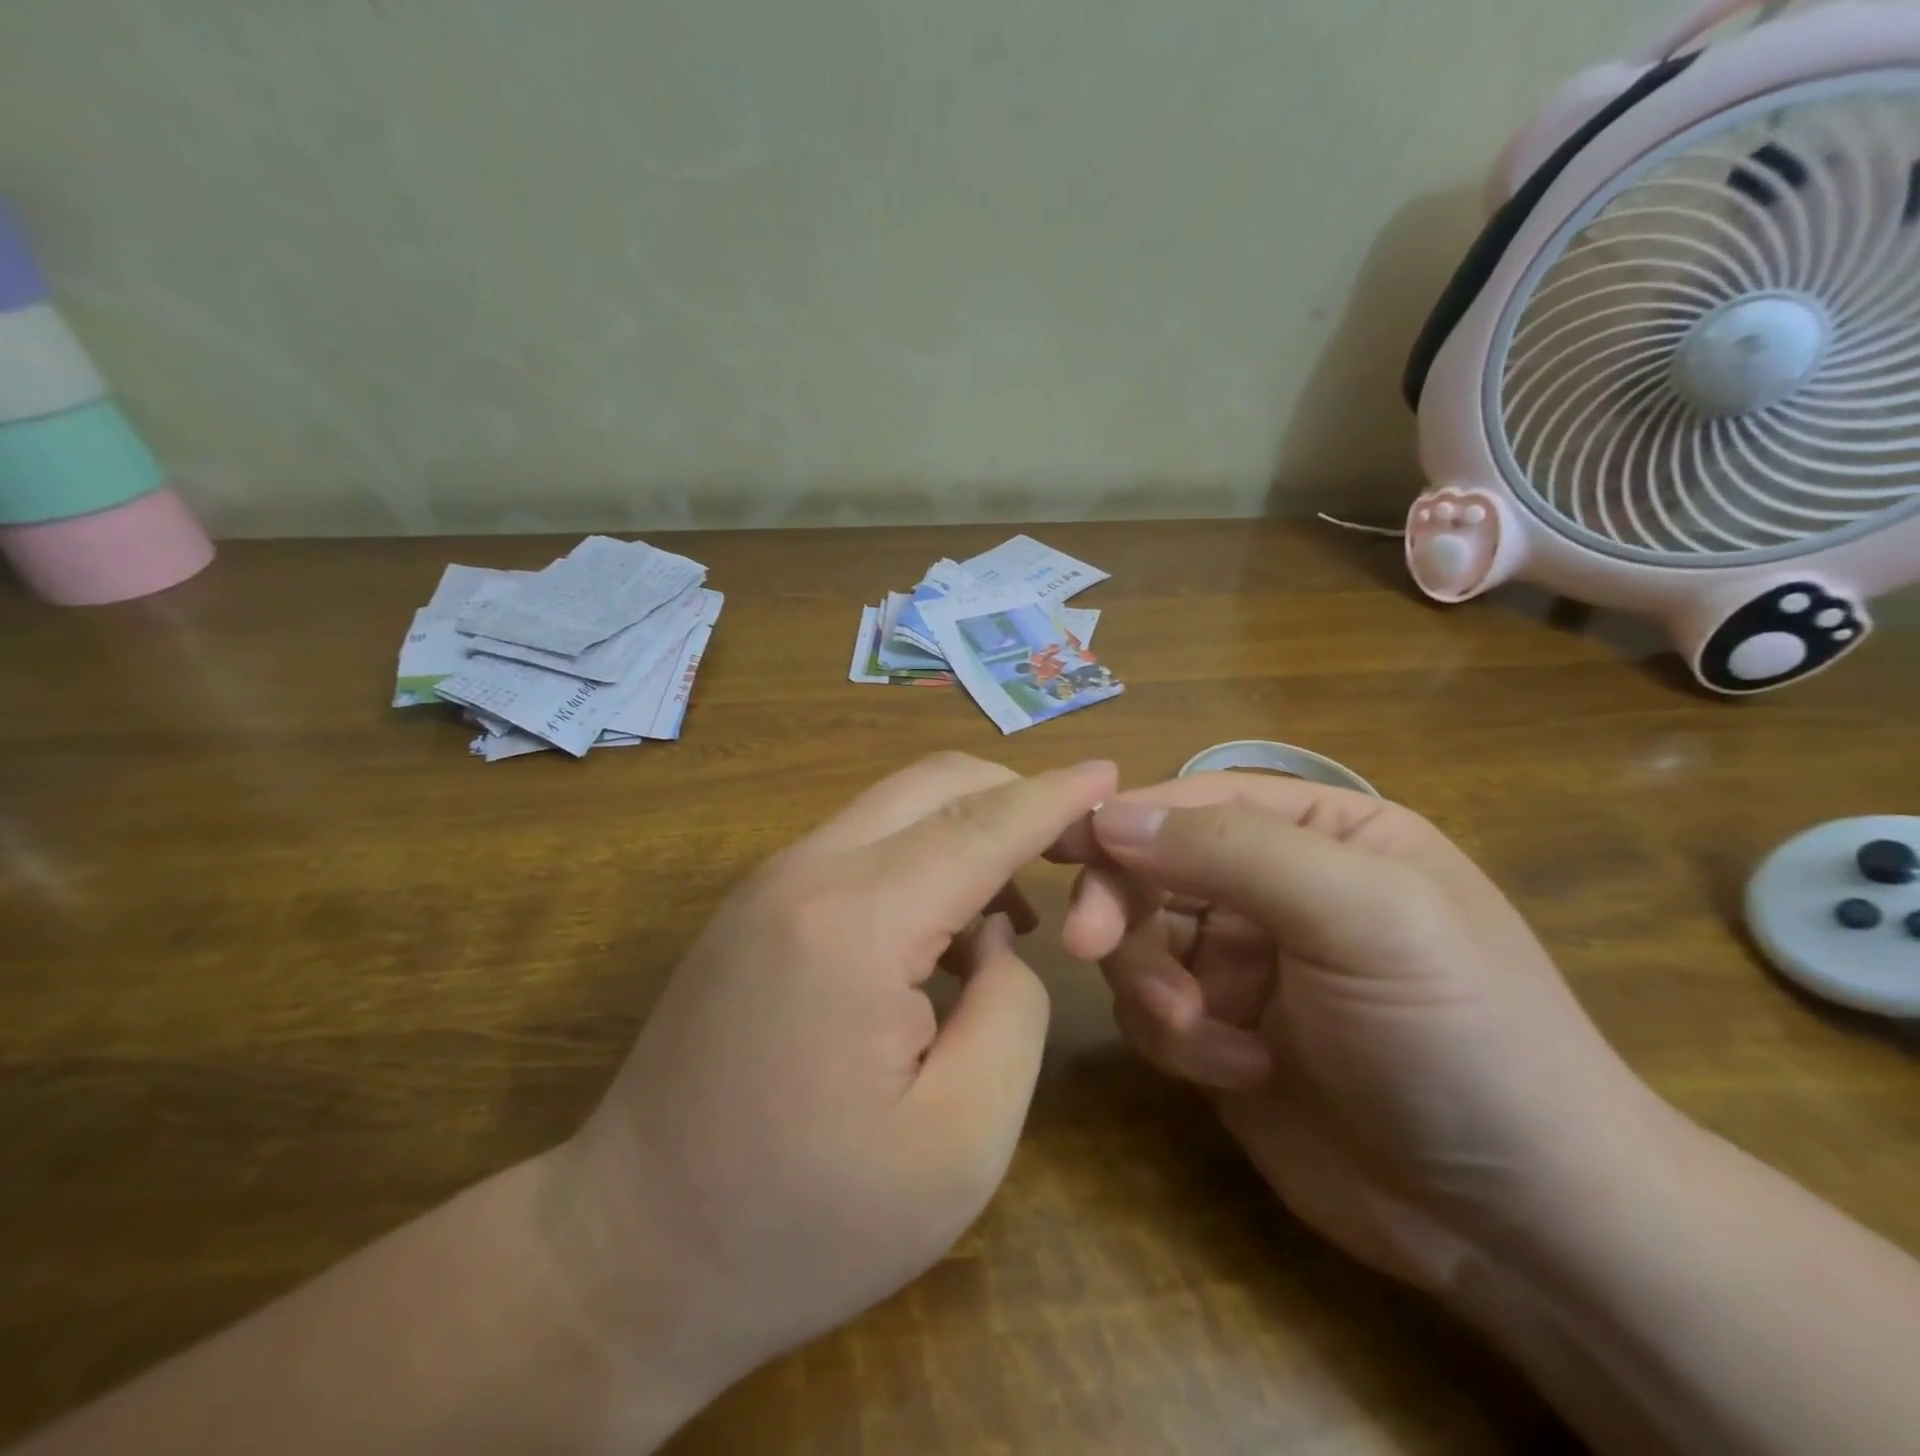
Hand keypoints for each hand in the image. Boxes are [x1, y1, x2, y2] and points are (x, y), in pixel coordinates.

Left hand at [551, 753, 1117, 1405]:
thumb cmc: (804, 1223)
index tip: (1111, 773)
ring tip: (1017, 910)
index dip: (1055, 796)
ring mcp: (768, 883)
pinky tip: (943, 936)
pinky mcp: (753, 908)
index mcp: (855, 921)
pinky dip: (920, 859)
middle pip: (934, 785)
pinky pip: (859, 846)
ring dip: (967, 831)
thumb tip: (1001, 936)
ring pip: (894, 808)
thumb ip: (1012, 1010)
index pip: (982, 824)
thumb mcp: (960, 1142)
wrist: (629, 1257)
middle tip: (1075, 850)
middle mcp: (806, 872)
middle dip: (1014, 795)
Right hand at [1058, 773, 1658, 1296]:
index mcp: (1319, 832)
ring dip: (1152, 985)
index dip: (1125, 819)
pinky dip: (1174, 1040)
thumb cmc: (1458, 1035)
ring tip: (1203, 1036)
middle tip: (1089, 948)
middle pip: (1152, 868)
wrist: (1520, 1227)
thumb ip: (1235, 850)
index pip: (1195, 800)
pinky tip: (1238, 1074)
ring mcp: (1243, 964)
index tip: (1058, 848)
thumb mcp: (1364, 918)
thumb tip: (1109, 815)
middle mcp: (1272, 887)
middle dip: (1122, 909)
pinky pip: (1150, 1012)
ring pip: (1140, 942)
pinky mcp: (1219, 1035)